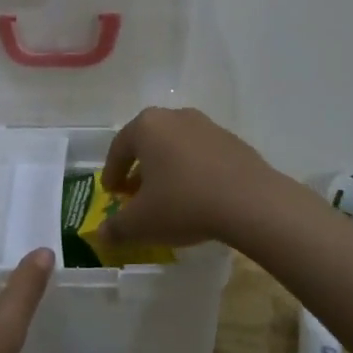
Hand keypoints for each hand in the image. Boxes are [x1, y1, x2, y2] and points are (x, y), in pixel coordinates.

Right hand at [98, 107, 285, 248]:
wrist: (251, 202)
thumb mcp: (141, 223)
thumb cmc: (184, 203)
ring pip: (176, 147)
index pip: (119, 148)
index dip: (112, 173)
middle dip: (140, 169)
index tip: (111, 193)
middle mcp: (175, 117)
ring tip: (168, 197)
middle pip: (149, 143)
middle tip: (136, 195)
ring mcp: (208, 126)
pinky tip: (198, 196)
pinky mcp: (233, 141)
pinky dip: (194, 171)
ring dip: (167, 169)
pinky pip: (203, 155)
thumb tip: (101, 235)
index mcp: (147, 127)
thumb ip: (117, 228)